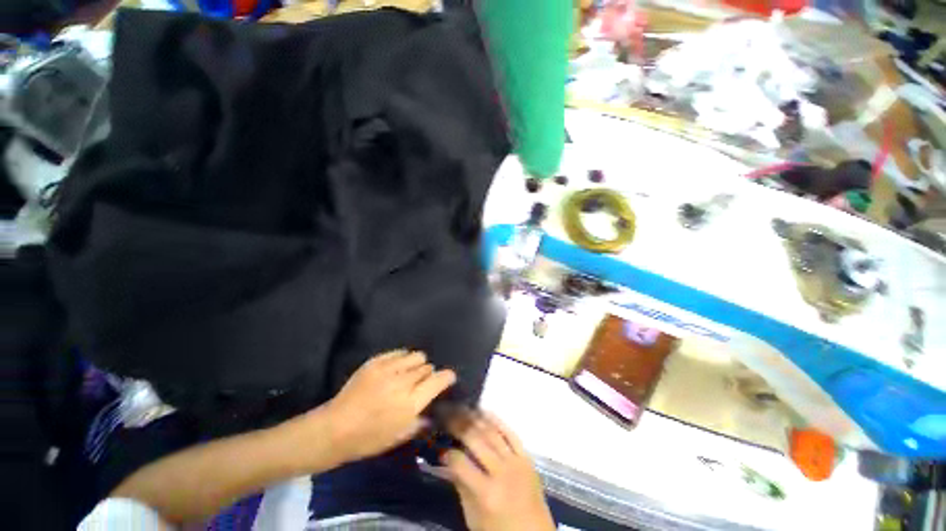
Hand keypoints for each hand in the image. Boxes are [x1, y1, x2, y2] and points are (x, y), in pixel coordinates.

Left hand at [324, 350, 455, 462]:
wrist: (335, 428)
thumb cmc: (369, 439)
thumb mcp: (400, 437)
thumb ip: (421, 421)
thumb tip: (433, 410)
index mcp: (411, 403)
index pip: (439, 380)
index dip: (447, 377)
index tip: (448, 377)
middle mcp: (403, 382)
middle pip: (427, 367)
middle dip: (428, 374)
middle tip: (420, 383)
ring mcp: (388, 369)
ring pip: (416, 356)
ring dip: (417, 364)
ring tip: (408, 373)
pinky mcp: (376, 361)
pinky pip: (399, 352)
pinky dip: (402, 359)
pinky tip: (396, 368)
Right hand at [444, 413, 554, 530]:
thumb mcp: (474, 517)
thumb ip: (461, 487)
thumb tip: (448, 461)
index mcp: (486, 493)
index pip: (461, 464)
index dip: (448, 454)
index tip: (441, 449)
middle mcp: (501, 472)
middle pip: (476, 440)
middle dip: (458, 425)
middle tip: (446, 414)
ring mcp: (516, 462)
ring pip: (492, 432)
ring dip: (475, 417)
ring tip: (462, 408)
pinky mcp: (527, 457)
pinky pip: (510, 433)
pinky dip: (497, 421)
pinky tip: (485, 411)